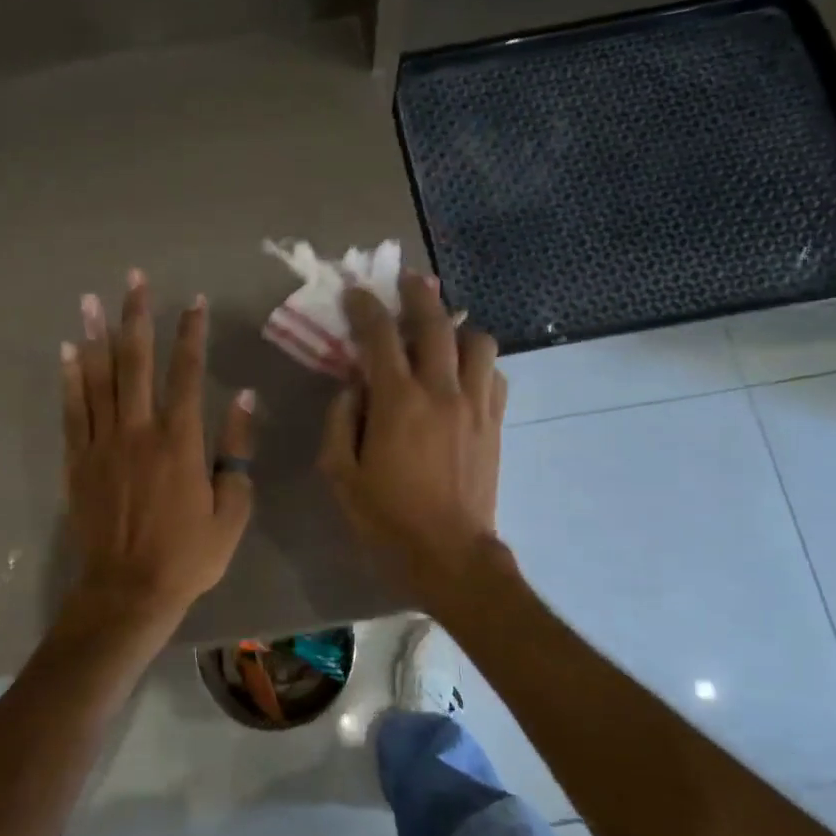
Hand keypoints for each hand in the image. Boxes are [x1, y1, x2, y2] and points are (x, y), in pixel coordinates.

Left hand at [61, 270, 255, 625]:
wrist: (129, 590)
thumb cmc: (188, 556)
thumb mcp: (232, 510)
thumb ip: (237, 450)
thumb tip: (243, 397)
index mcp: (181, 441)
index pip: (187, 373)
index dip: (191, 333)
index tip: (193, 301)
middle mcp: (138, 431)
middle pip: (136, 362)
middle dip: (137, 316)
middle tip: (132, 278)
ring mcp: (102, 444)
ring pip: (97, 379)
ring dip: (95, 336)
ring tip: (90, 299)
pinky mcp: (77, 462)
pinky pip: (72, 411)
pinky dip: (69, 379)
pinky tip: (67, 352)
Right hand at [318, 272, 507, 607]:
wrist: (448, 554)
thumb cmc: (386, 518)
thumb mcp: (340, 474)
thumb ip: (339, 421)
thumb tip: (350, 387)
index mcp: (397, 402)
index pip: (379, 336)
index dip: (365, 307)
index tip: (355, 294)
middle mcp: (441, 390)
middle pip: (435, 323)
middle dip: (417, 294)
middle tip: (406, 281)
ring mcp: (475, 404)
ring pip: (477, 341)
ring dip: (456, 328)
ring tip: (441, 334)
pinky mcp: (496, 422)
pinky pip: (495, 374)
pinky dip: (478, 362)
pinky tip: (463, 374)